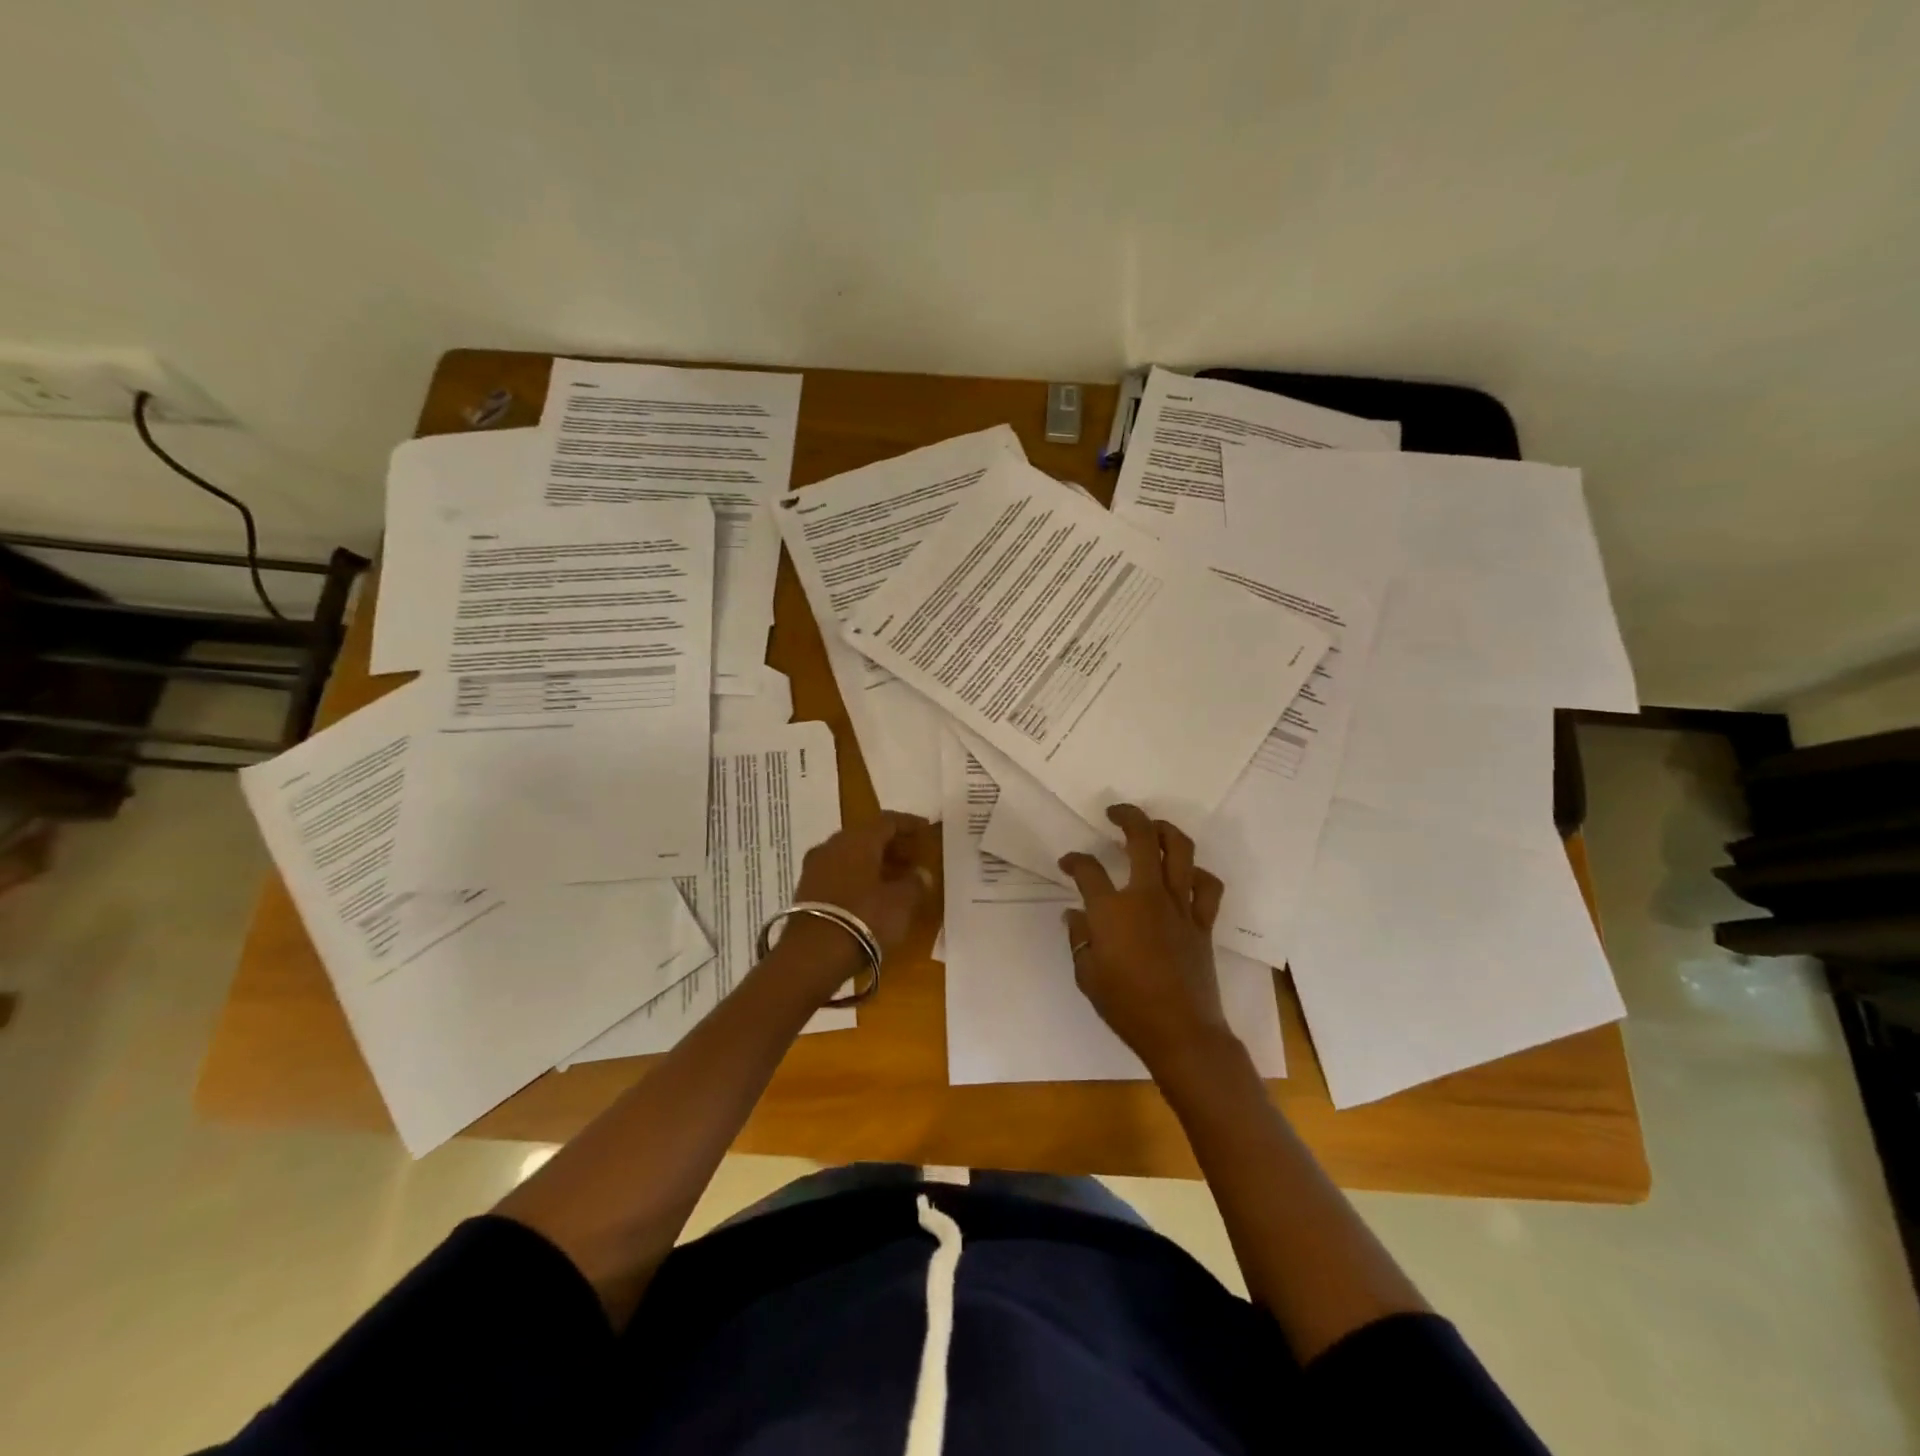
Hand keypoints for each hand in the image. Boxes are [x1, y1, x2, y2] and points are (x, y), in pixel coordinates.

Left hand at [771, 811, 934, 998]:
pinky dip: (858, 877)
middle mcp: (833, 845)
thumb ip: (915, 883)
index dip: (910, 824)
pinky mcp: (806, 889)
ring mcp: (815, 867)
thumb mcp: (901, 903)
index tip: (926, 830)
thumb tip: (921, 873)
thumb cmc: (864, 918)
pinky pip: (839, 873)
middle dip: (892, 845)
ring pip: (851, 855)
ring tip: (896, 879)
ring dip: (875, 862)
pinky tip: (872, 894)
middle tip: (913, 858)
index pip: (888, 821)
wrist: (812, 955)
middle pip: (867, 836)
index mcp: (858, 839)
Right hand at [1060, 804, 1236, 1076]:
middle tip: (1114, 813)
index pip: (1087, 870)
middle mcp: (1146, 896)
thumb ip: (1079, 939)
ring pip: (1179, 850)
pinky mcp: (1202, 922)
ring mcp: (1179, 906)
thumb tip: (1074, 915)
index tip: (1067, 863)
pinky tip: (1186, 875)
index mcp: (1111, 909)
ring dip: (1165, 831)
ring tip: (1153, 828)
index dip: (1074, 861)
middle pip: (1141, 838)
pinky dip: (1198, 873)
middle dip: (1126, 817)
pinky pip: (1207, 886)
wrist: (1181, 1032)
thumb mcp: (1087, 974)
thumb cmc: (1126, 1006)